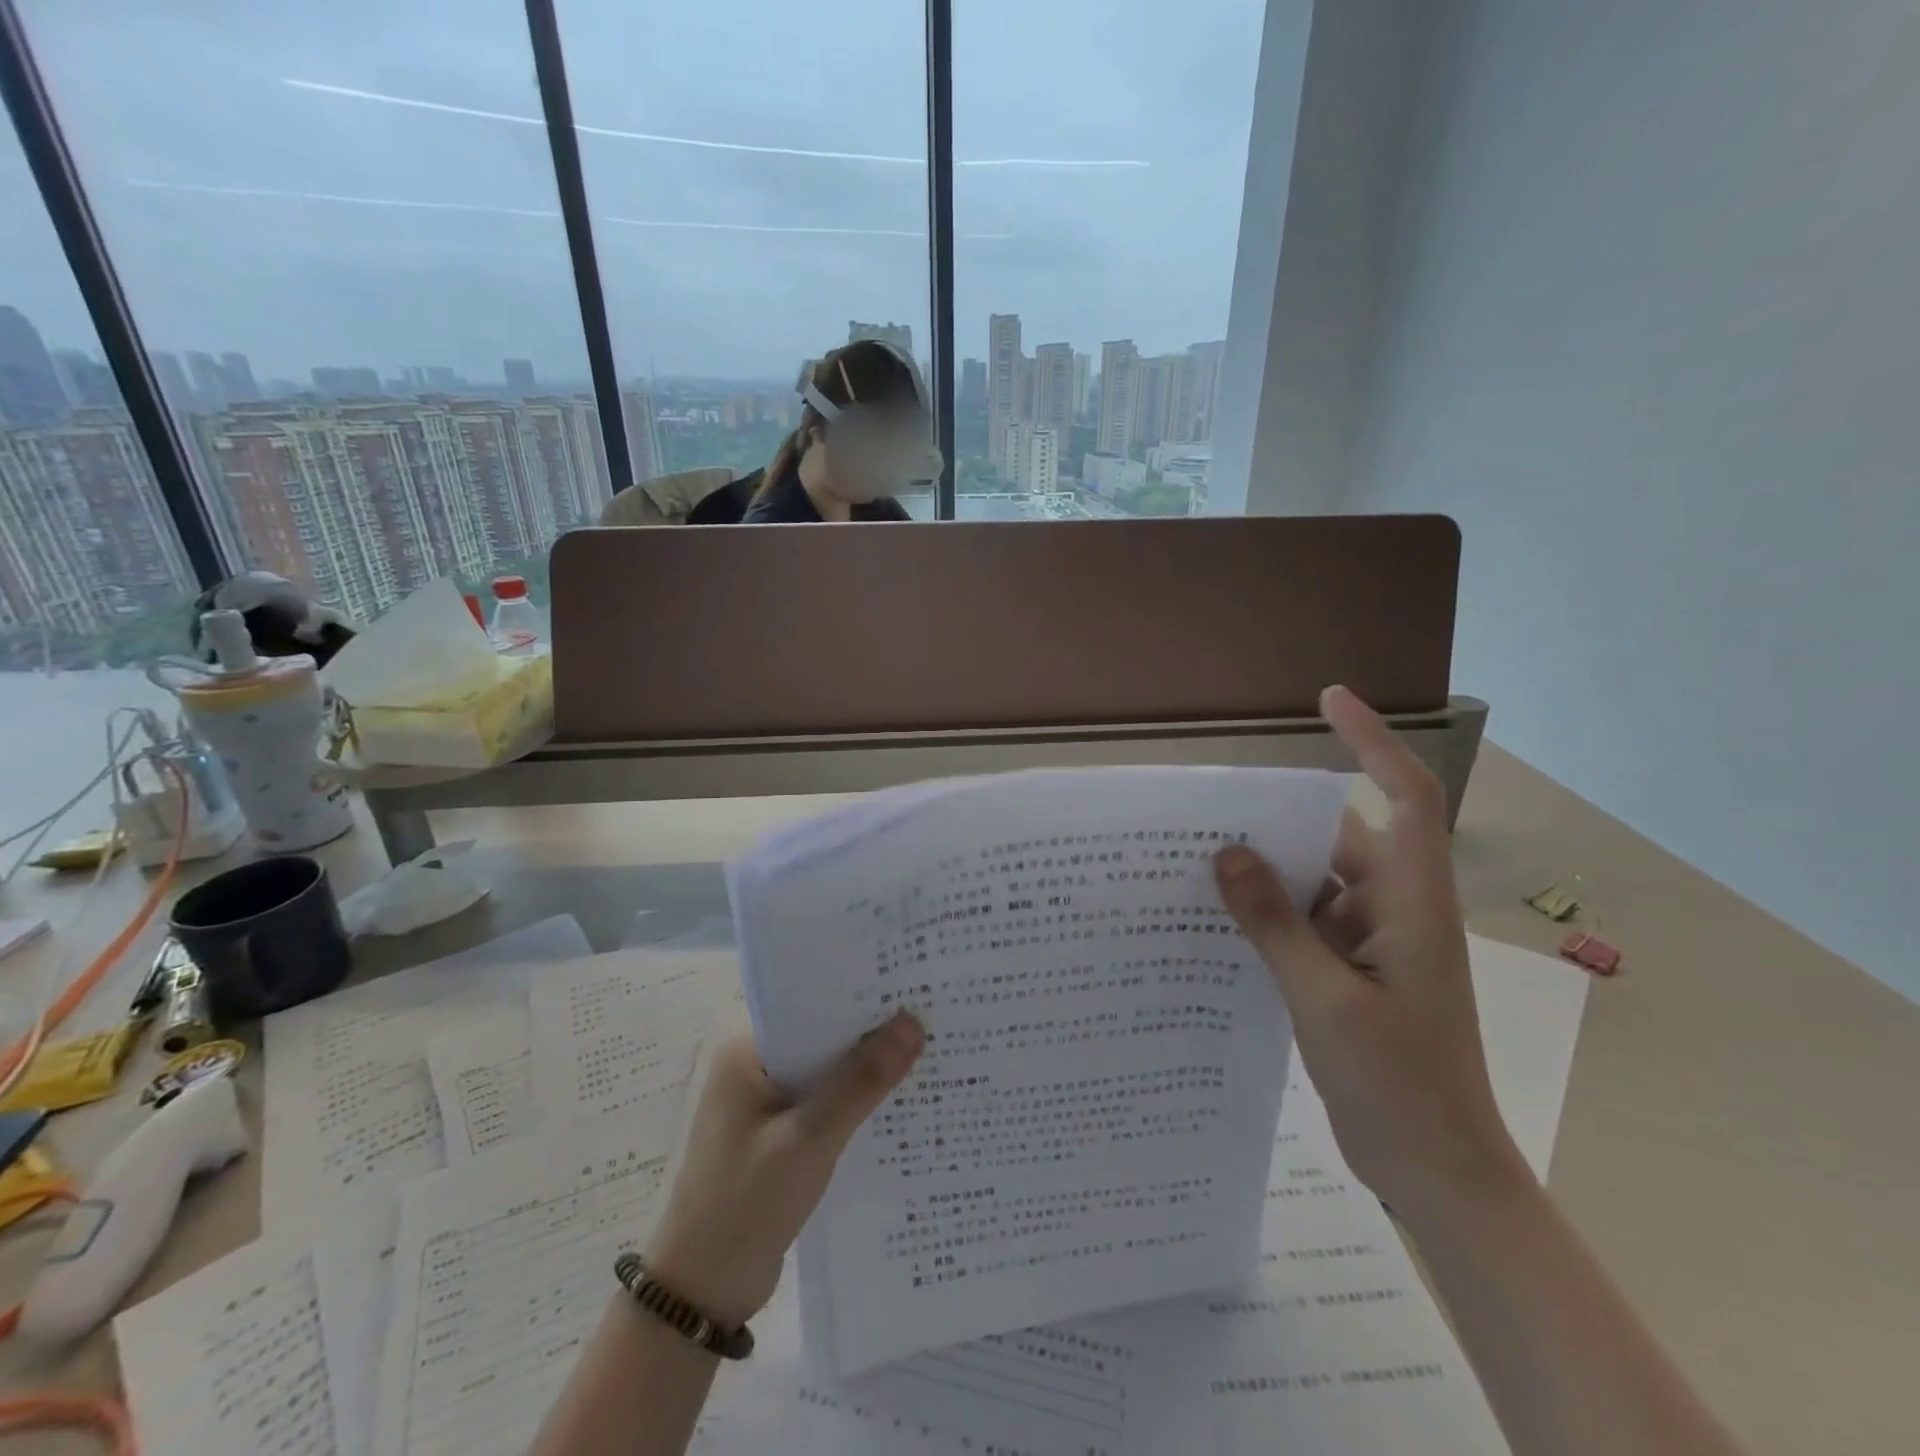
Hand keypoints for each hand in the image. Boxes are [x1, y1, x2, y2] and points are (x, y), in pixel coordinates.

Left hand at [644, 1011, 923, 1326]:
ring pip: (827, 1072)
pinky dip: (854, 1103)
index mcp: (746, 1051)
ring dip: (866, 1070)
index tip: (912, 986)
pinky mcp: (779, 1135)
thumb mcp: (810, 1139)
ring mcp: (765, 1103)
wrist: (702, 1296)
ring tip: (928, 1051)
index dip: (861, 996)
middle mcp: (754, 1067)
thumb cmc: (746, 1205)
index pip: (812, 1006)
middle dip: (871, 1033)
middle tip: (932, 1016)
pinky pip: (824, 1103)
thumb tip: (913, 1022)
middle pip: (822, 1037)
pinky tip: (898, 1103)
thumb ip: (862, 1082)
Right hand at [1213, 685, 1529, 1218]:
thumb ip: (1275, 923)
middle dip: (1278, 818)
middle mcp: (1394, 907)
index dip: (1372, 741)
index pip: (1403, 796)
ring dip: (1265, 871)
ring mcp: (1373, 941)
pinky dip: (1266, 912)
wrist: (1436, 1171)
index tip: (1327, 698)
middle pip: (1337, 836)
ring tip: (1195, 857)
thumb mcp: (1325, 999)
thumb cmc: (1399, 1084)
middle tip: (1207, 805)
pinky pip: (1303, 921)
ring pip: (1313, 881)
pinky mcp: (1351, 971)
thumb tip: (1227, 853)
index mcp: (1411, 901)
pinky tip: (1215, 916)